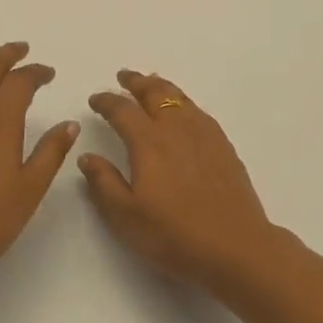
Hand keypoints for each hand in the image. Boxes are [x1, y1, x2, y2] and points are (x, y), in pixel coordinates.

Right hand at [81, 70, 281, 292]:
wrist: (235, 245)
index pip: (122, 110)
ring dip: (160, 86)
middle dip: (135, 82)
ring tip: (151, 83)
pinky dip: (182, 101)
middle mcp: (175, 127)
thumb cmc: (174, 235)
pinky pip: (197, 109)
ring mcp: (203, 133)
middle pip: (154, 92)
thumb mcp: (126, 217)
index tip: (95, 99)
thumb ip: (104, 183)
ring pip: (178, 96)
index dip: (106, 101)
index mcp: (148, 142)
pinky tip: (183, 111)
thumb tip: (87, 156)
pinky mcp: (222, 144)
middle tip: (123, 76)